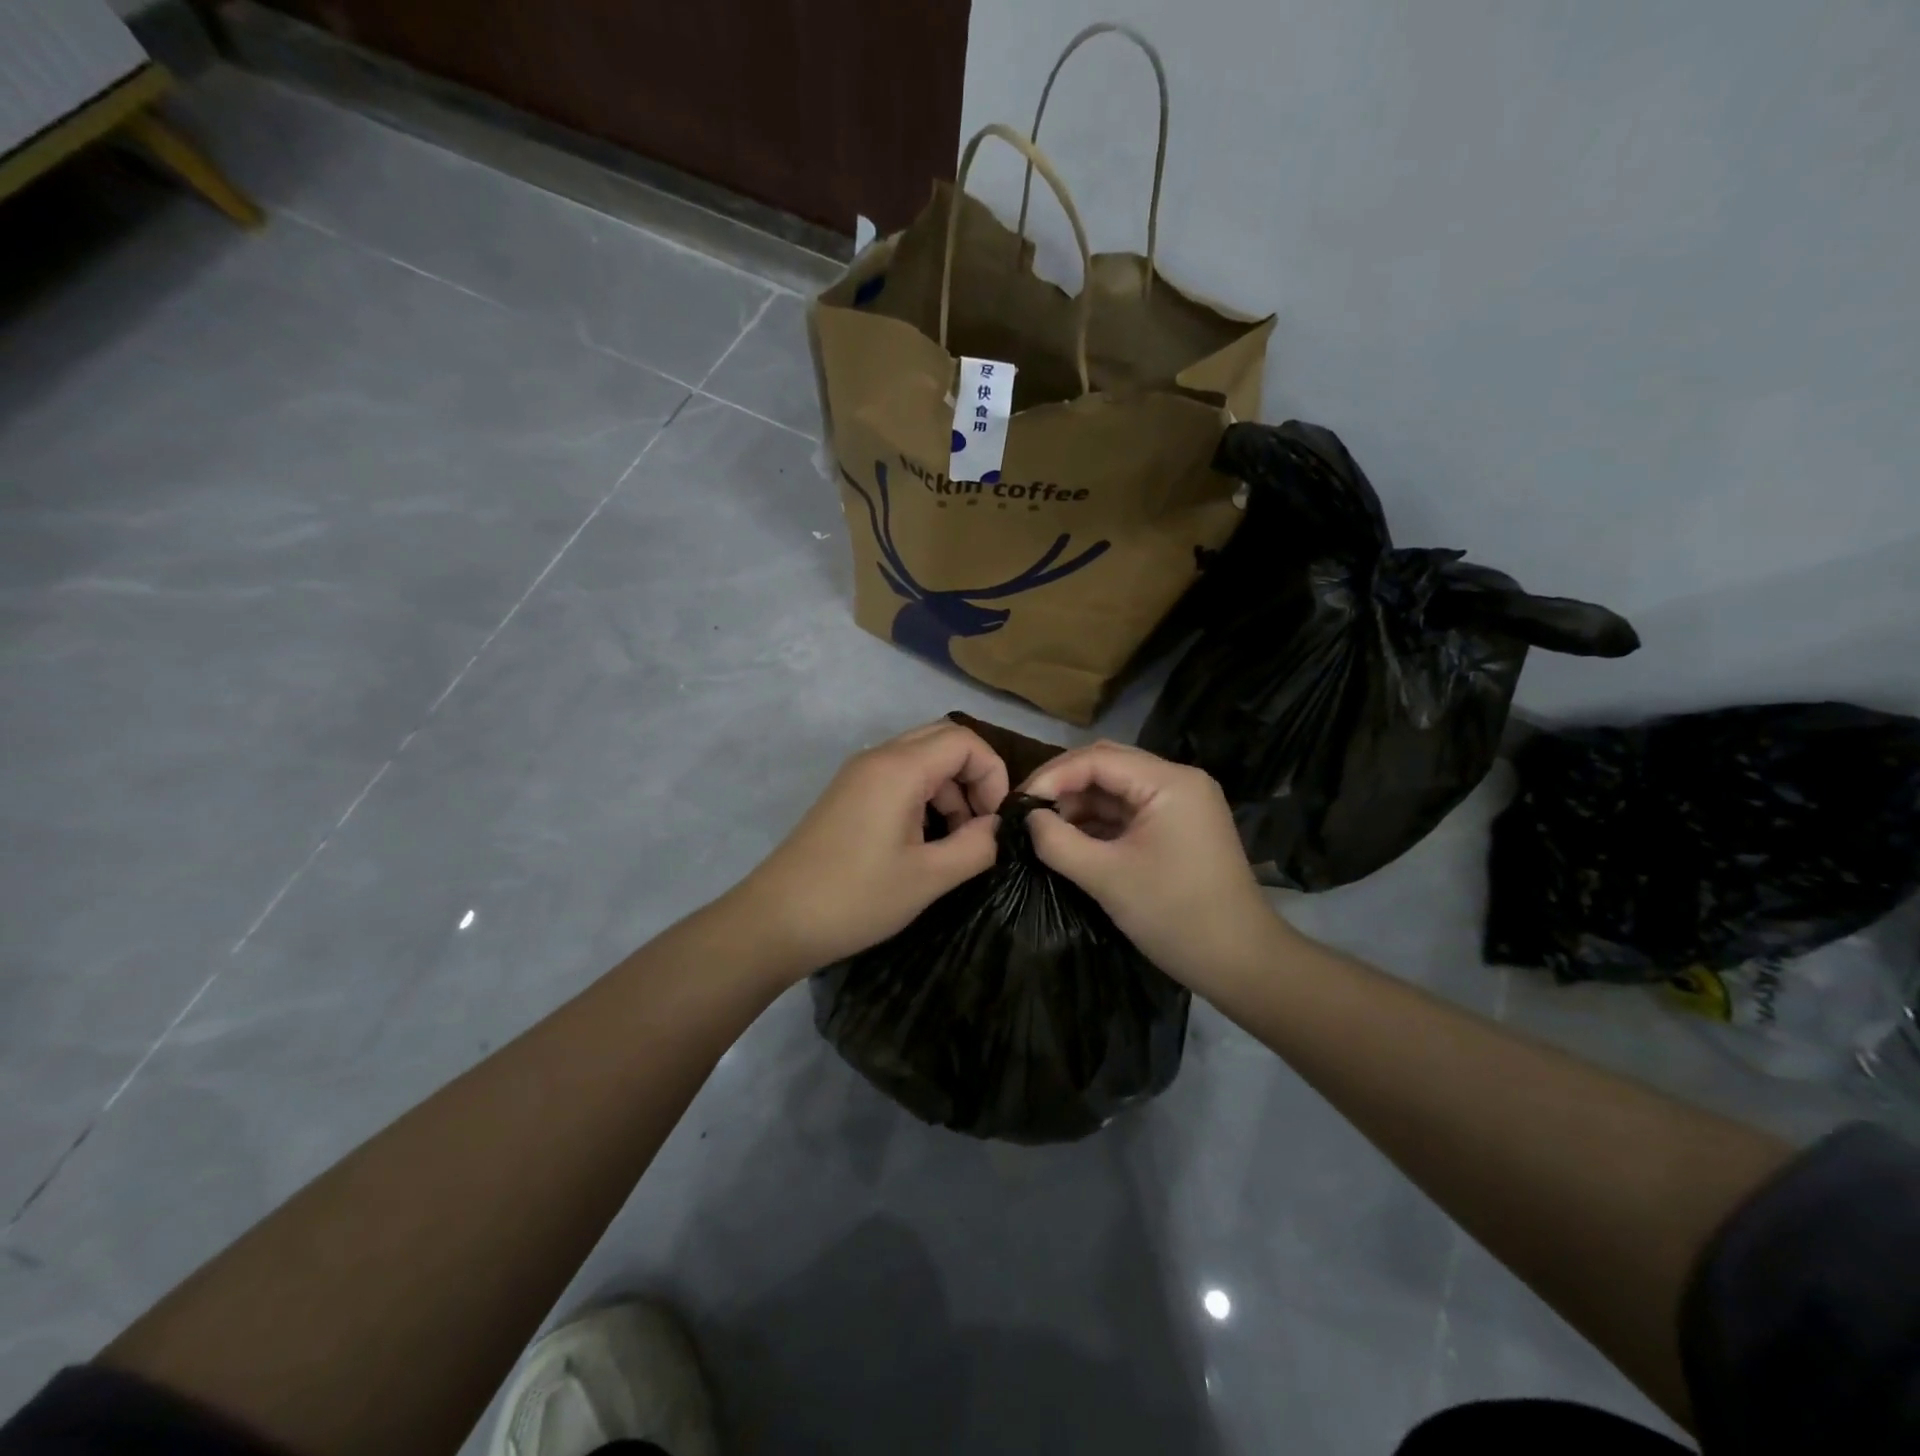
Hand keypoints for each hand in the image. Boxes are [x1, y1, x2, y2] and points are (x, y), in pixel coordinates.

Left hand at [730, 720, 1009, 978]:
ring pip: (922, 758)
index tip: (997, 821)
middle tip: (981, 825)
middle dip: (973, 777)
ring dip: (950, 790)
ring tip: (956, 842)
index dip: (993, 774)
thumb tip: (1000, 827)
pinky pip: (899, 777)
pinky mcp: (848, 794)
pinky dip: (924, 797)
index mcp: (899, 768)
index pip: (964, 740)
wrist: (776, 920)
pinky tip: (926, 841)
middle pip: (943, 740)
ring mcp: (859, 774)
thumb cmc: (856, 898)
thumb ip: (977, 846)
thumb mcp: (928, 877)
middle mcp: (878, 757)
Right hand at [1023, 742, 1290, 991]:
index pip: (1098, 759)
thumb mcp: (1107, 877)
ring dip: (1079, 805)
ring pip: (1116, 789)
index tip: (1018, 803)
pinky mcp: (1177, 828)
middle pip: (1108, 766)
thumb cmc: (1175, 915)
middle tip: (1026, 811)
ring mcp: (1180, 805)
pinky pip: (1129, 812)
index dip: (1053, 775)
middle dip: (1063, 785)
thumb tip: (1028, 818)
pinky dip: (1098, 823)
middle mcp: (1178, 782)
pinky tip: (1070, 839)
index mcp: (1169, 782)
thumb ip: (1058, 842)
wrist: (1241, 963)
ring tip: (1042, 828)